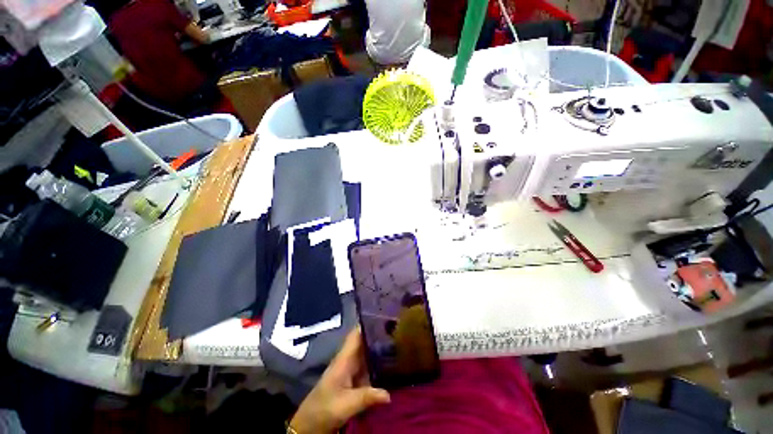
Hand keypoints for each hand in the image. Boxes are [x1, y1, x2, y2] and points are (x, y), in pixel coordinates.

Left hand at [289, 327, 390, 432]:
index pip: (356, 333)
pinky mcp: (353, 378)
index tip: (384, 317)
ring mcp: (351, 369)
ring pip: (367, 352)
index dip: (368, 323)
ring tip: (398, 343)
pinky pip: (368, 365)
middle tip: (398, 330)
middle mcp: (349, 359)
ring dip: (380, 348)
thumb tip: (389, 394)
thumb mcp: (346, 404)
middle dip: (379, 335)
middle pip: (365, 341)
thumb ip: (367, 397)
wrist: (311, 423)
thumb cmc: (325, 408)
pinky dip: (378, 362)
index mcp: (345, 358)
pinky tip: (391, 363)